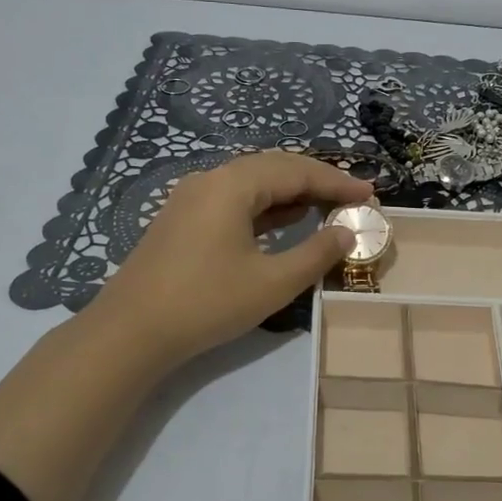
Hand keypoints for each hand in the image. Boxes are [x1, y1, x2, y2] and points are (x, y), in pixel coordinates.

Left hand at [87, 151, 371, 371]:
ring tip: (327, 206)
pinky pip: (234, 200)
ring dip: (291, 192)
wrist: (131, 332)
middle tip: (353, 197)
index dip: (337, 182)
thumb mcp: (272, 283)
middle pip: (273, 168)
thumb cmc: (206, 303)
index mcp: (231, 185)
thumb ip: (316, 254)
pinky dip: (266, 207)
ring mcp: (192, 199)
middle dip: (316, 181)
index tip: (370, 194)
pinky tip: (285, 219)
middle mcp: (210, 180)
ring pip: (252, 183)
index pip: (296, 171)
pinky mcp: (183, 220)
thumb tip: (347, 233)